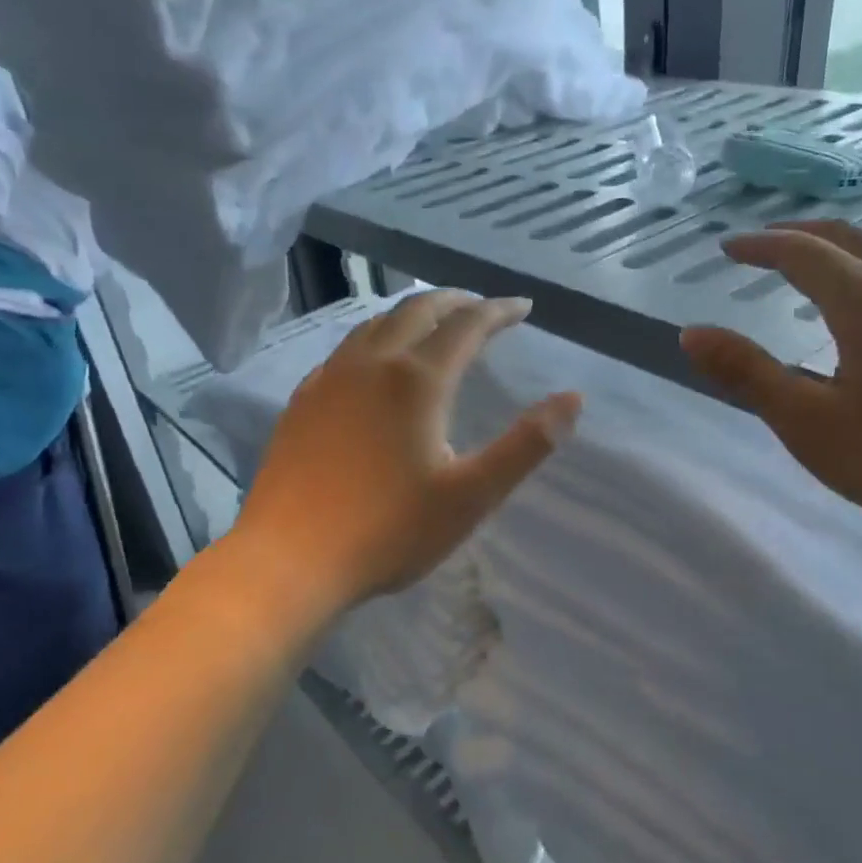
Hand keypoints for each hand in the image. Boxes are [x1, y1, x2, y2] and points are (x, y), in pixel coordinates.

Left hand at [232, 291, 580, 610]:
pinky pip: (346, 350)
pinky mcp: (302, 401)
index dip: (498, 311)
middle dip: (455, 302)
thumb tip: (572, 399)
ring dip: (412, 314)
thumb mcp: (471, 496)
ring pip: (375, 325)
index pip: (466, 326)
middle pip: (417, 311)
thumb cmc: (388, 531)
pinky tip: (374, 363)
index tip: (523, 307)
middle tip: (481, 307)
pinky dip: (375, 339)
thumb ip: (526, 445)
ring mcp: (329, 379)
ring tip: (433, 323)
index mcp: (416, 380)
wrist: (289, 560)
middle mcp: (370, 364)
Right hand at [679, 221, 861, 555]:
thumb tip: (691, 333)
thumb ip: (748, 375)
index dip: (759, 245)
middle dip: (797, 234)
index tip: (726, 248)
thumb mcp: (811, 425)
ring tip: (807, 273)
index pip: (801, 252)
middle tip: (762, 245)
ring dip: (836, 252)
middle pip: (847, 237)